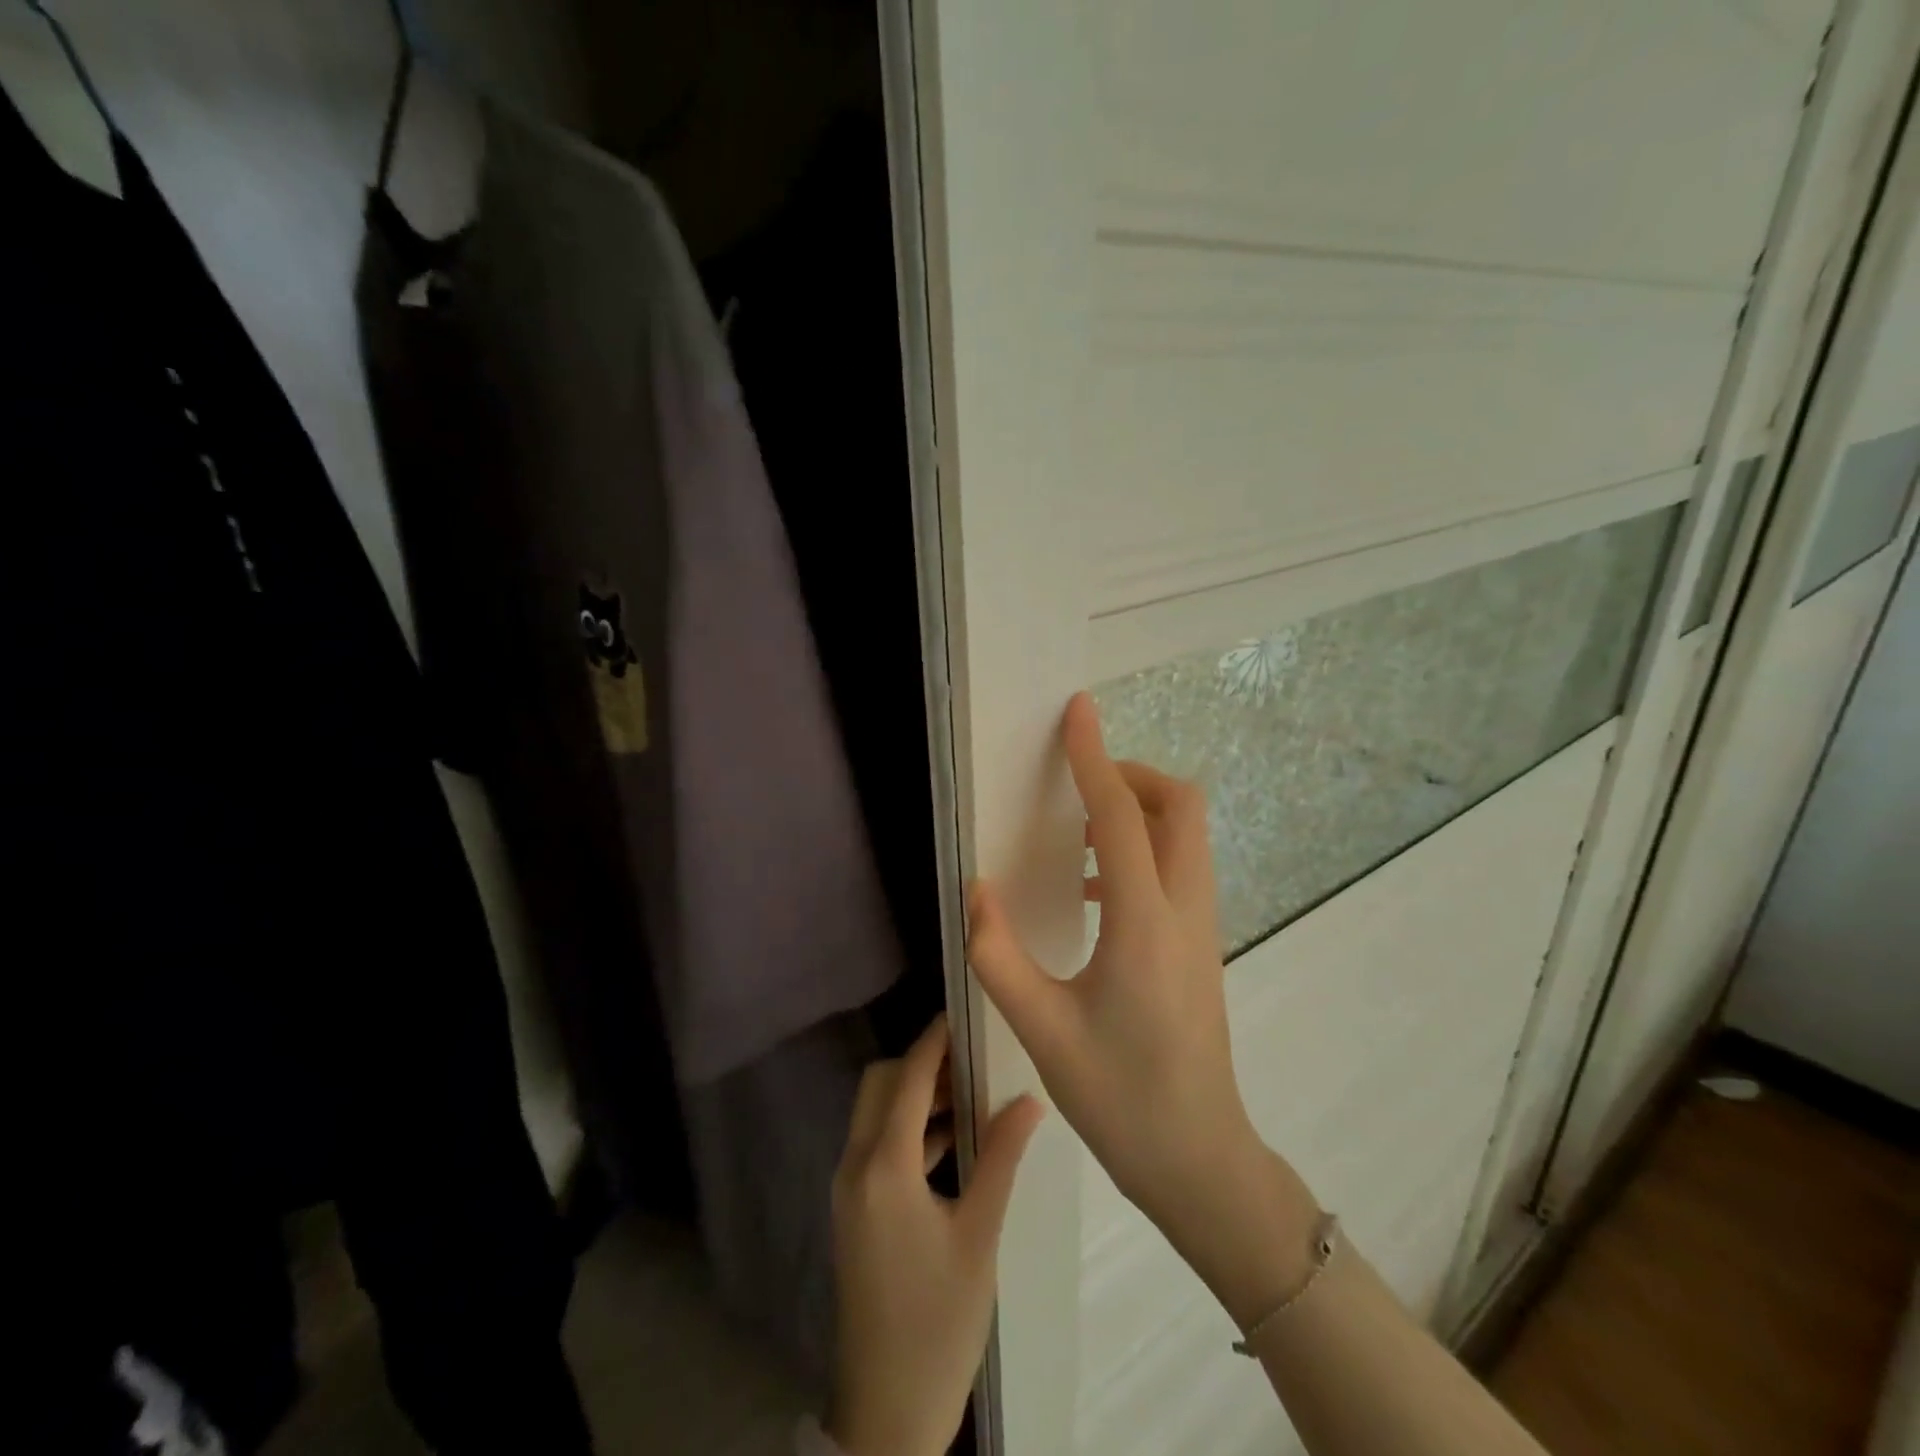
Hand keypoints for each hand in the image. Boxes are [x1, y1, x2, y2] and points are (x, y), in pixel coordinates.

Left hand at [826, 1016, 1043, 1455]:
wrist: (886, 1412)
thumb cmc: (938, 1322)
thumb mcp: (978, 1237)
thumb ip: (1001, 1159)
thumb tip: (1029, 1099)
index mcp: (882, 1168)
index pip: (905, 1078)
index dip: (932, 1040)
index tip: (962, 1013)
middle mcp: (854, 1167)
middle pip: (878, 1085)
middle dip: (920, 1064)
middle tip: (970, 1060)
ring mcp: (848, 1190)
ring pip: (875, 1114)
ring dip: (914, 1097)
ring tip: (969, 1094)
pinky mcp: (853, 1210)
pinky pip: (876, 1145)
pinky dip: (907, 1130)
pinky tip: (951, 1142)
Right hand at [966, 694, 1316, 1315]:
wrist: (1200, 1158)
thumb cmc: (1120, 1096)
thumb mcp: (1042, 1030)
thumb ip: (998, 954)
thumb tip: (972, 889)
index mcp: (1143, 922)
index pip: (1121, 815)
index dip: (1094, 757)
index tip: (1078, 712)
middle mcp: (1184, 910)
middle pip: (1180, 806)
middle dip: (1131, 775)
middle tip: (1078, 786)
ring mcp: (1202, 927)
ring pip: (1188, 834)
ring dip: (1140, 810)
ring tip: (1079, 831)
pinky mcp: (1201, 944)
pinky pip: (1181, 867)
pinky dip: (1144, 848)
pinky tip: (1096, 890)